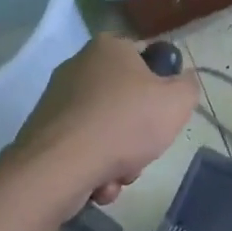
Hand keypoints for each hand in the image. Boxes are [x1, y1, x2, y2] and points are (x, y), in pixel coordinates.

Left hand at [13, 35, 199, 206]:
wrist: (58, 168)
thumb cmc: (125, 124)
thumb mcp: (178, 102)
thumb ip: (188, 86)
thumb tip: (181, 81)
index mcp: (110, 47)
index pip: (147, 58)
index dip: (162, 85)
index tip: (165, 111)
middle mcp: (79, 65)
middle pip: (127, 99)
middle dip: (139, 132)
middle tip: (146, 148)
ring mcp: (57, 99)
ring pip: (106, 128)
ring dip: (119, 156)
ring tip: (119, 174)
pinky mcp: (43, 131)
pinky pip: (82, 147)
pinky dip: (94, 166)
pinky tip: (98, 183)